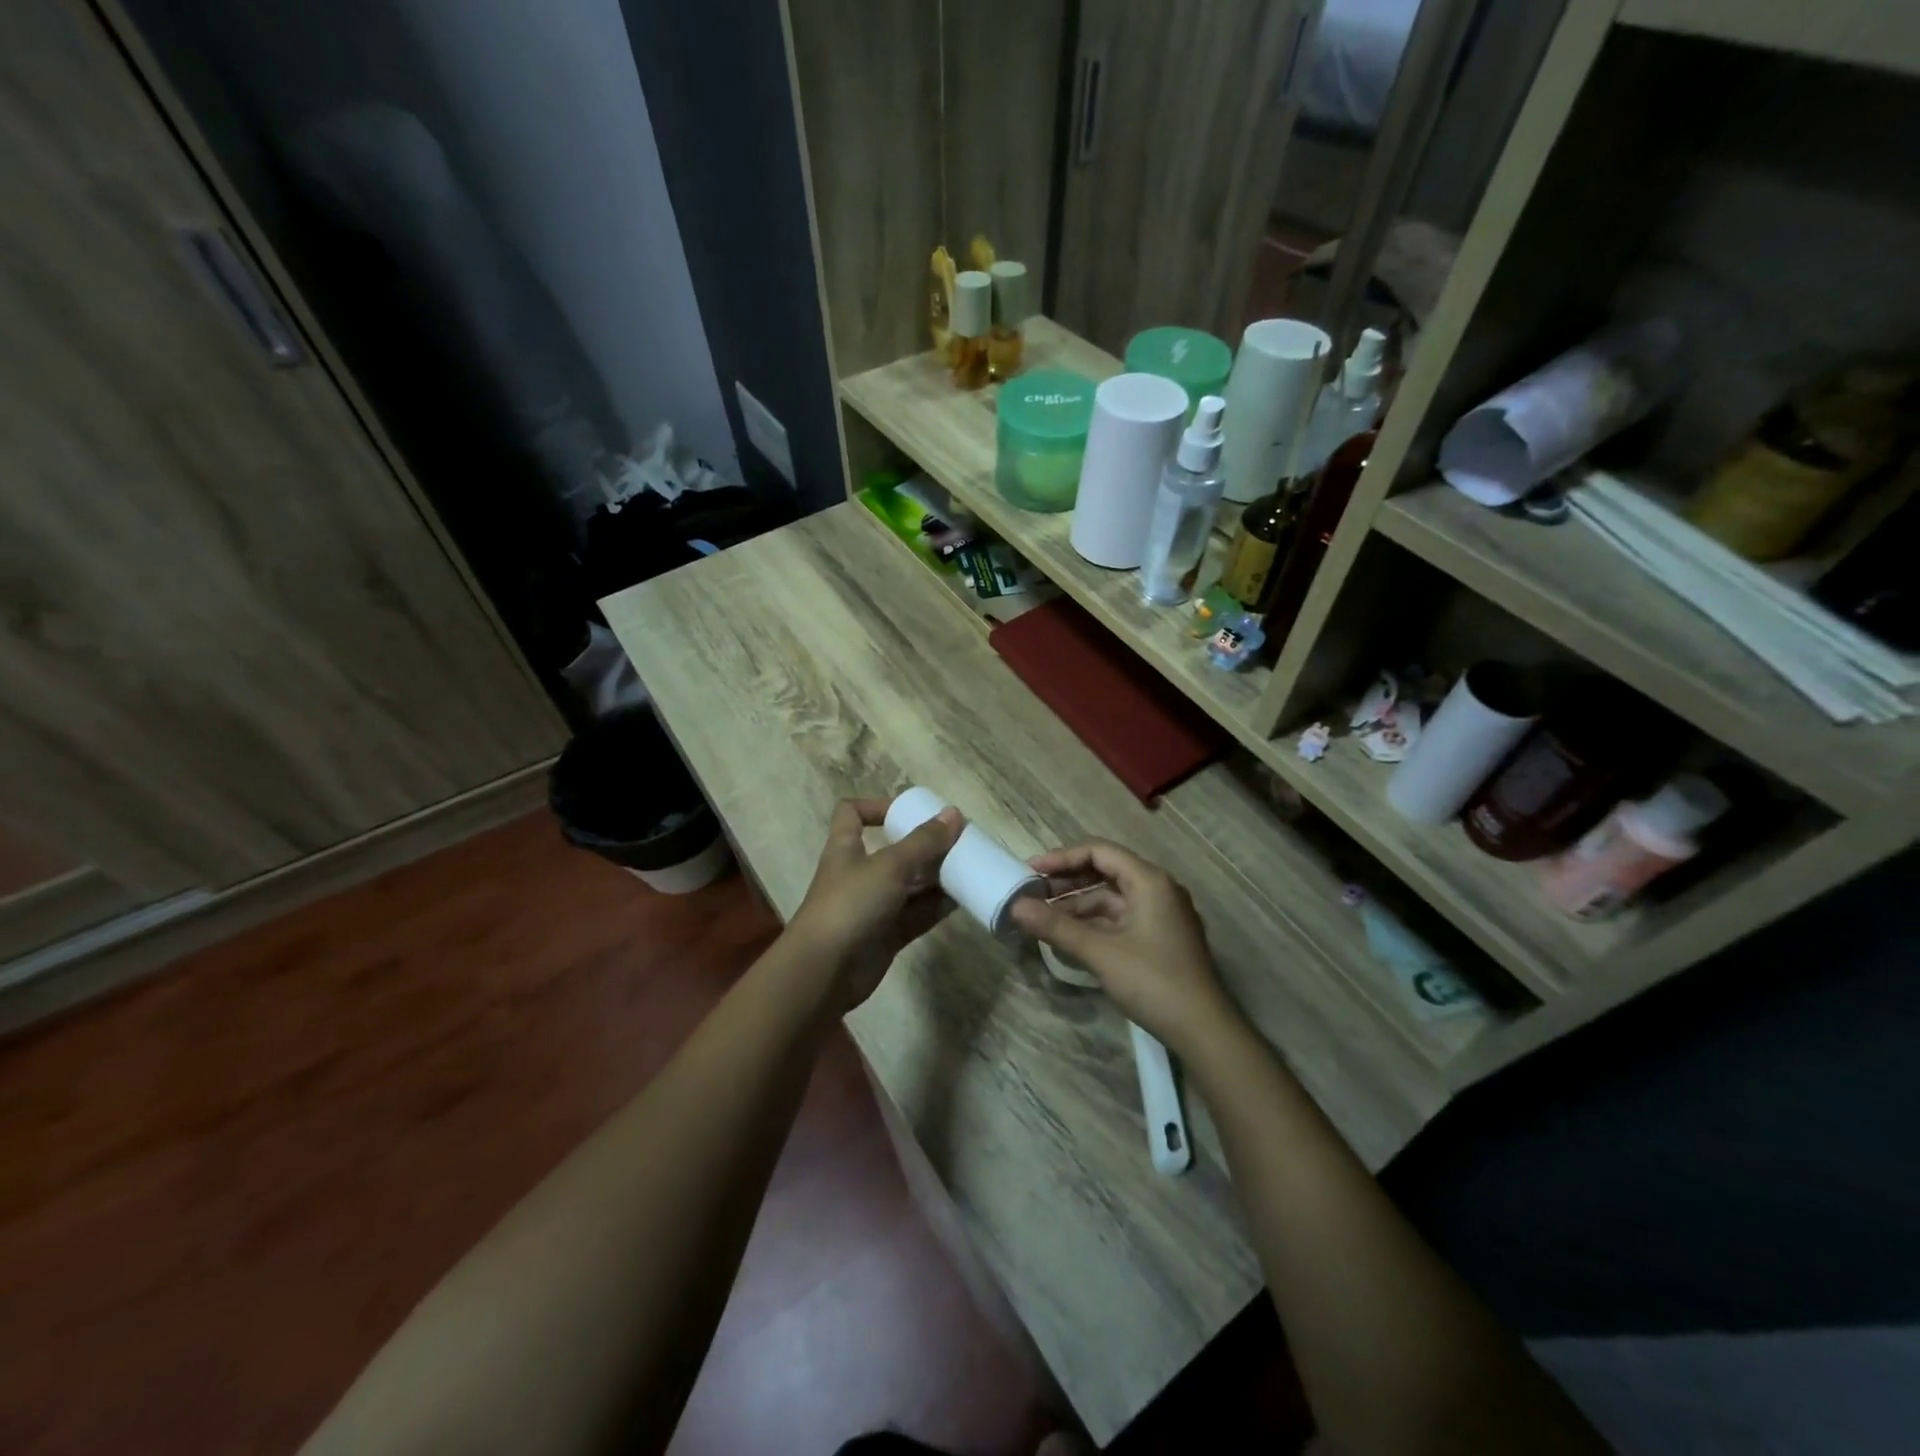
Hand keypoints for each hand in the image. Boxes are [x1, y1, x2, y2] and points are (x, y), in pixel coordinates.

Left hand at [789, 798, 963, 1012]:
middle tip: (959, 842)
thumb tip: (954, 813)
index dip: (877, 806)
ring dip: (936, 877)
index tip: (909, 811)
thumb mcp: (889, 866)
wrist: (824, 972)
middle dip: (925, 846)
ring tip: (969, 868)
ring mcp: (873, 907)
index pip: (852, 813)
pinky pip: (916, 915)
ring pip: (909, 885)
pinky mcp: (886, 935)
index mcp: (846, 848)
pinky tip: (963, 899)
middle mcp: (859, 874)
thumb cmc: (850, 904)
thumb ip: (923, 842)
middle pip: (894, 851)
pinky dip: (936, 906)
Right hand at [1009, 841, 1239, 1054]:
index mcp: (1149, 880)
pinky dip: (1094, 922)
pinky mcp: (1160, 937)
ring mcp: (1161, 914)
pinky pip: (1121, 918)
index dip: (1062, 858)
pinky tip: (1070, 937)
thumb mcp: (1101, 953)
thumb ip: (1057, 926)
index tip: (1030, 870)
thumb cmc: (1154, 982)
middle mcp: (1158, 889)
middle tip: (1032, 893)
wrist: (1205, 1030)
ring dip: (1078, 904)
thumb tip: (1015, 907)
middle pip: (1106, 871)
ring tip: (1044, 917)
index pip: (1099, 852)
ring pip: (1112, 897)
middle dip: (1068, 881)